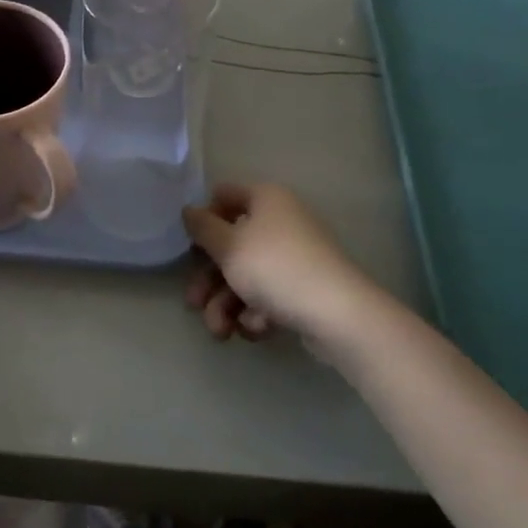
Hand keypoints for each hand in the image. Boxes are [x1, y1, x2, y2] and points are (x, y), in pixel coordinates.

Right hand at [182, 182, 385, 343]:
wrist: (338, 315)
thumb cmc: (275, 268)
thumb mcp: (228, 246)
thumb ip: (202, 227)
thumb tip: (189, 210)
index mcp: (266, 199)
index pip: (224, 195)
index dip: (204, 218)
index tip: (191, 245)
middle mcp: (282, 222)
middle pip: (232, 245)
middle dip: (210, 280)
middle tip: (194, 303)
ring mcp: (295, 257)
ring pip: (247, 276)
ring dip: (226, 304)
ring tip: (221, 332)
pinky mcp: (305, 289)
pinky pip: (270, 295)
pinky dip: (257, 312)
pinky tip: (257, 328)